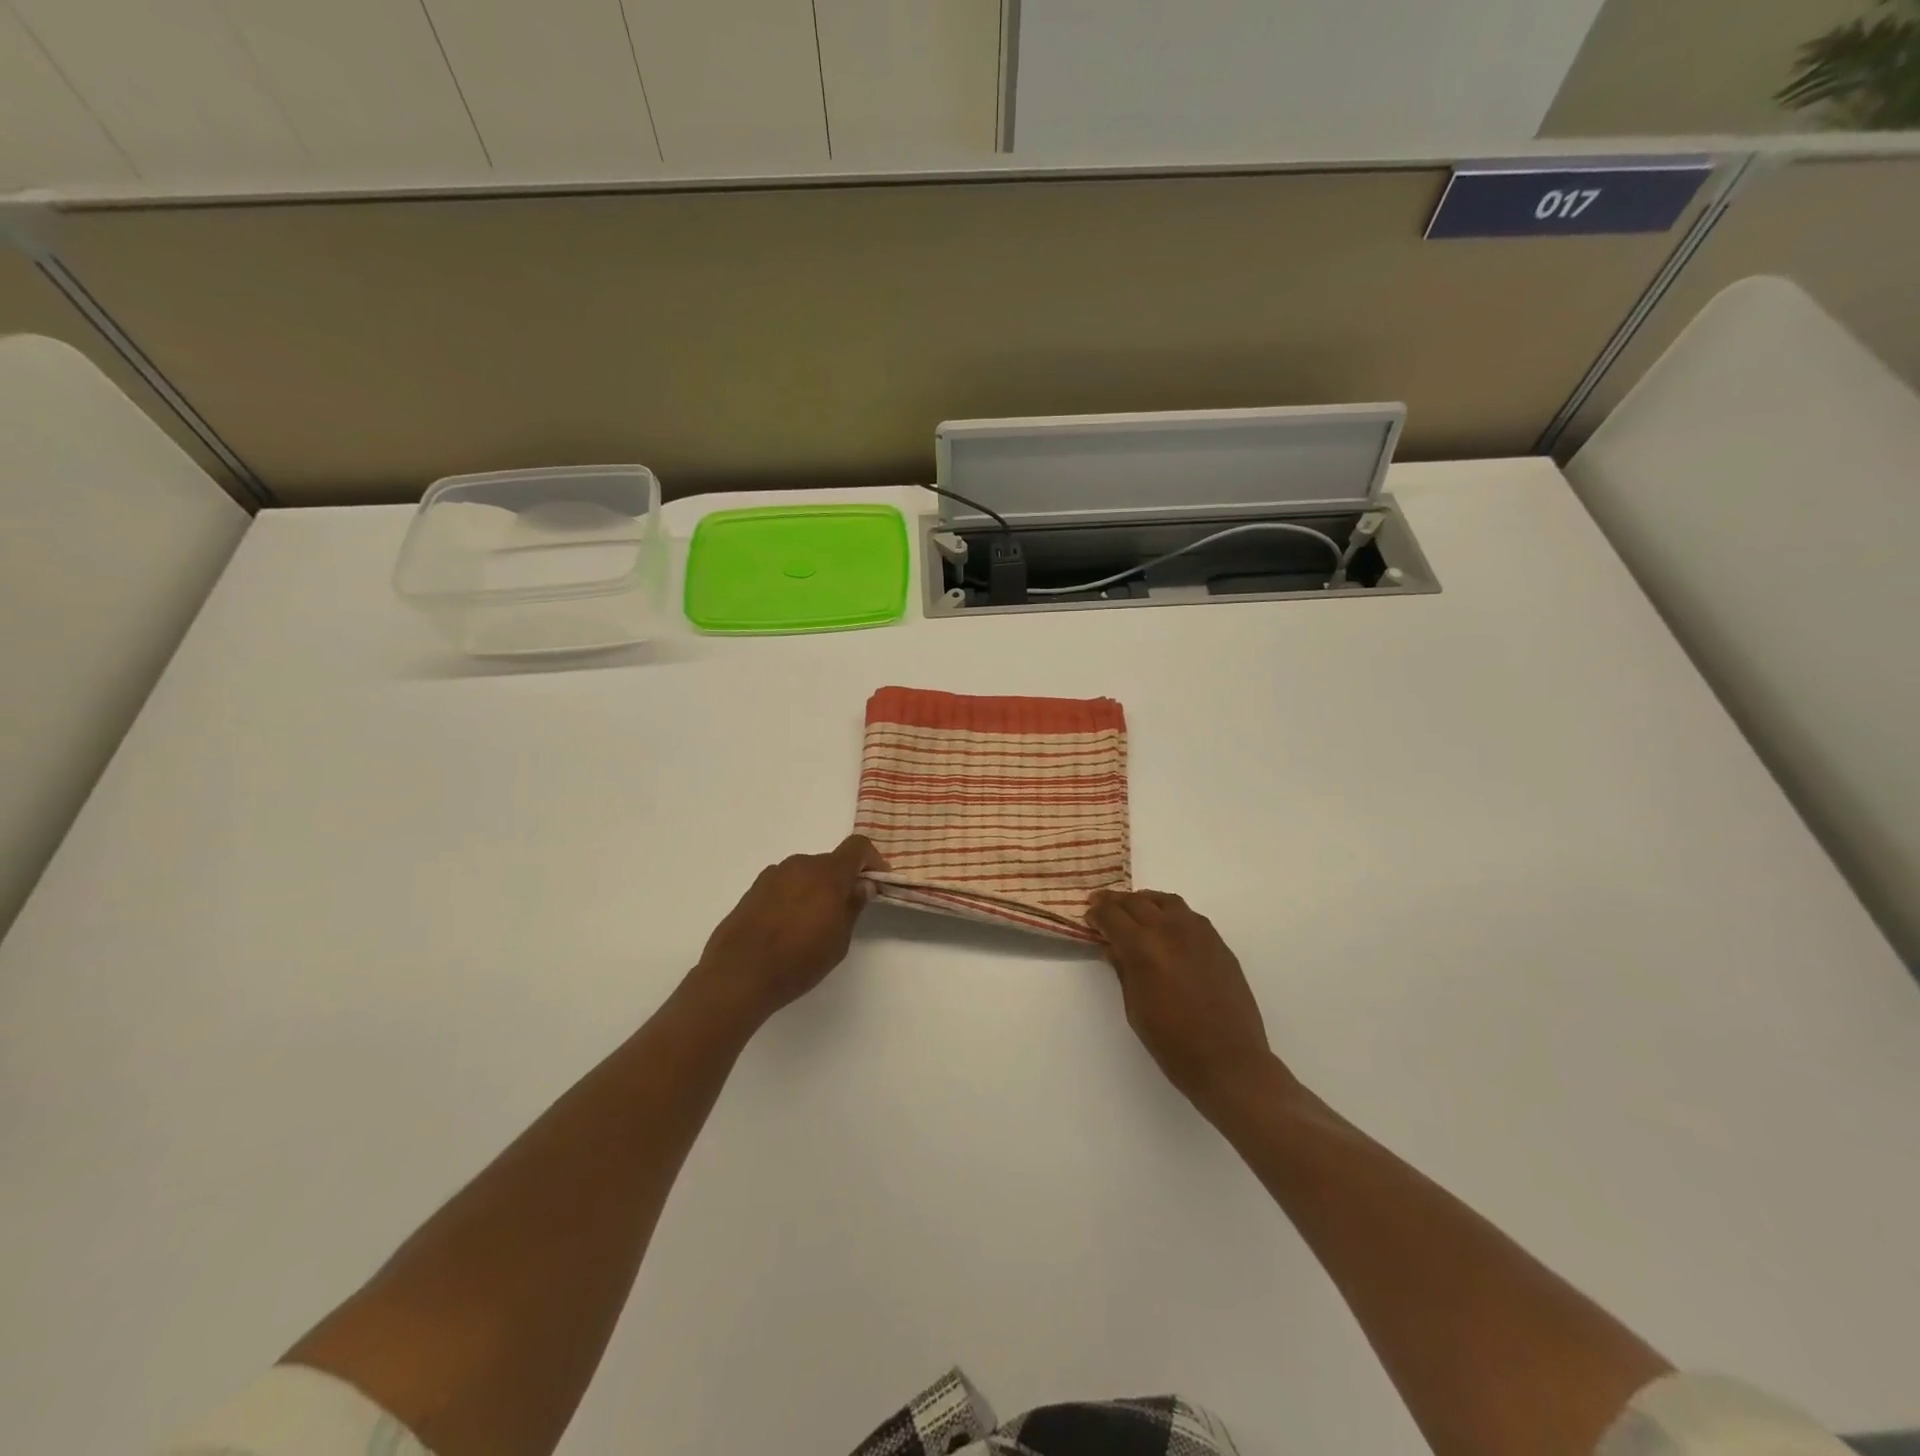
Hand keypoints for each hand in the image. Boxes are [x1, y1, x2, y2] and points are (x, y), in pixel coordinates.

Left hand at [694, 835, 886, 1025]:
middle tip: (846, 910)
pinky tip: (788, 927)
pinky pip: (785, 885)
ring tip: (814, 924)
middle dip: (843, 880)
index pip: (858, 847)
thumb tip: (863, 884)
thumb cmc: (799, 960)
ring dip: (817, 889)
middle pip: (830, 862)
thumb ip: (853, 906)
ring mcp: (773, 875)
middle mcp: (800, 865)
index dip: (873, 860)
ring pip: (806, 873)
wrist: (738, 974)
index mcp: (827, 873)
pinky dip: (794, 896)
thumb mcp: (839, 940)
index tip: (878, 881)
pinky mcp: (753, 890)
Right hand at [1086, 889, 1283, 1113]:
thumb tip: (1113, 947)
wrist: (1228, 1060)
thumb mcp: (1135, 1008)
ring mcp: (1198, 933)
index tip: (1089, 915)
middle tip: (1103, 905)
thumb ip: (1123, 970)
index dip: (1097, 913)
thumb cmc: (1172, 1043)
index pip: (1112, 915)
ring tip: (1135, 910)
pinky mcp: (1218, 942)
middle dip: (1115, 902)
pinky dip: (1170, 913)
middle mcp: (1170, 930)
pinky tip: (1167, 927)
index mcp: (1143, 948)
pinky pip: (1189, 915)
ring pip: (1165, 901)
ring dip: (1144, 902)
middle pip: (1136, 902)